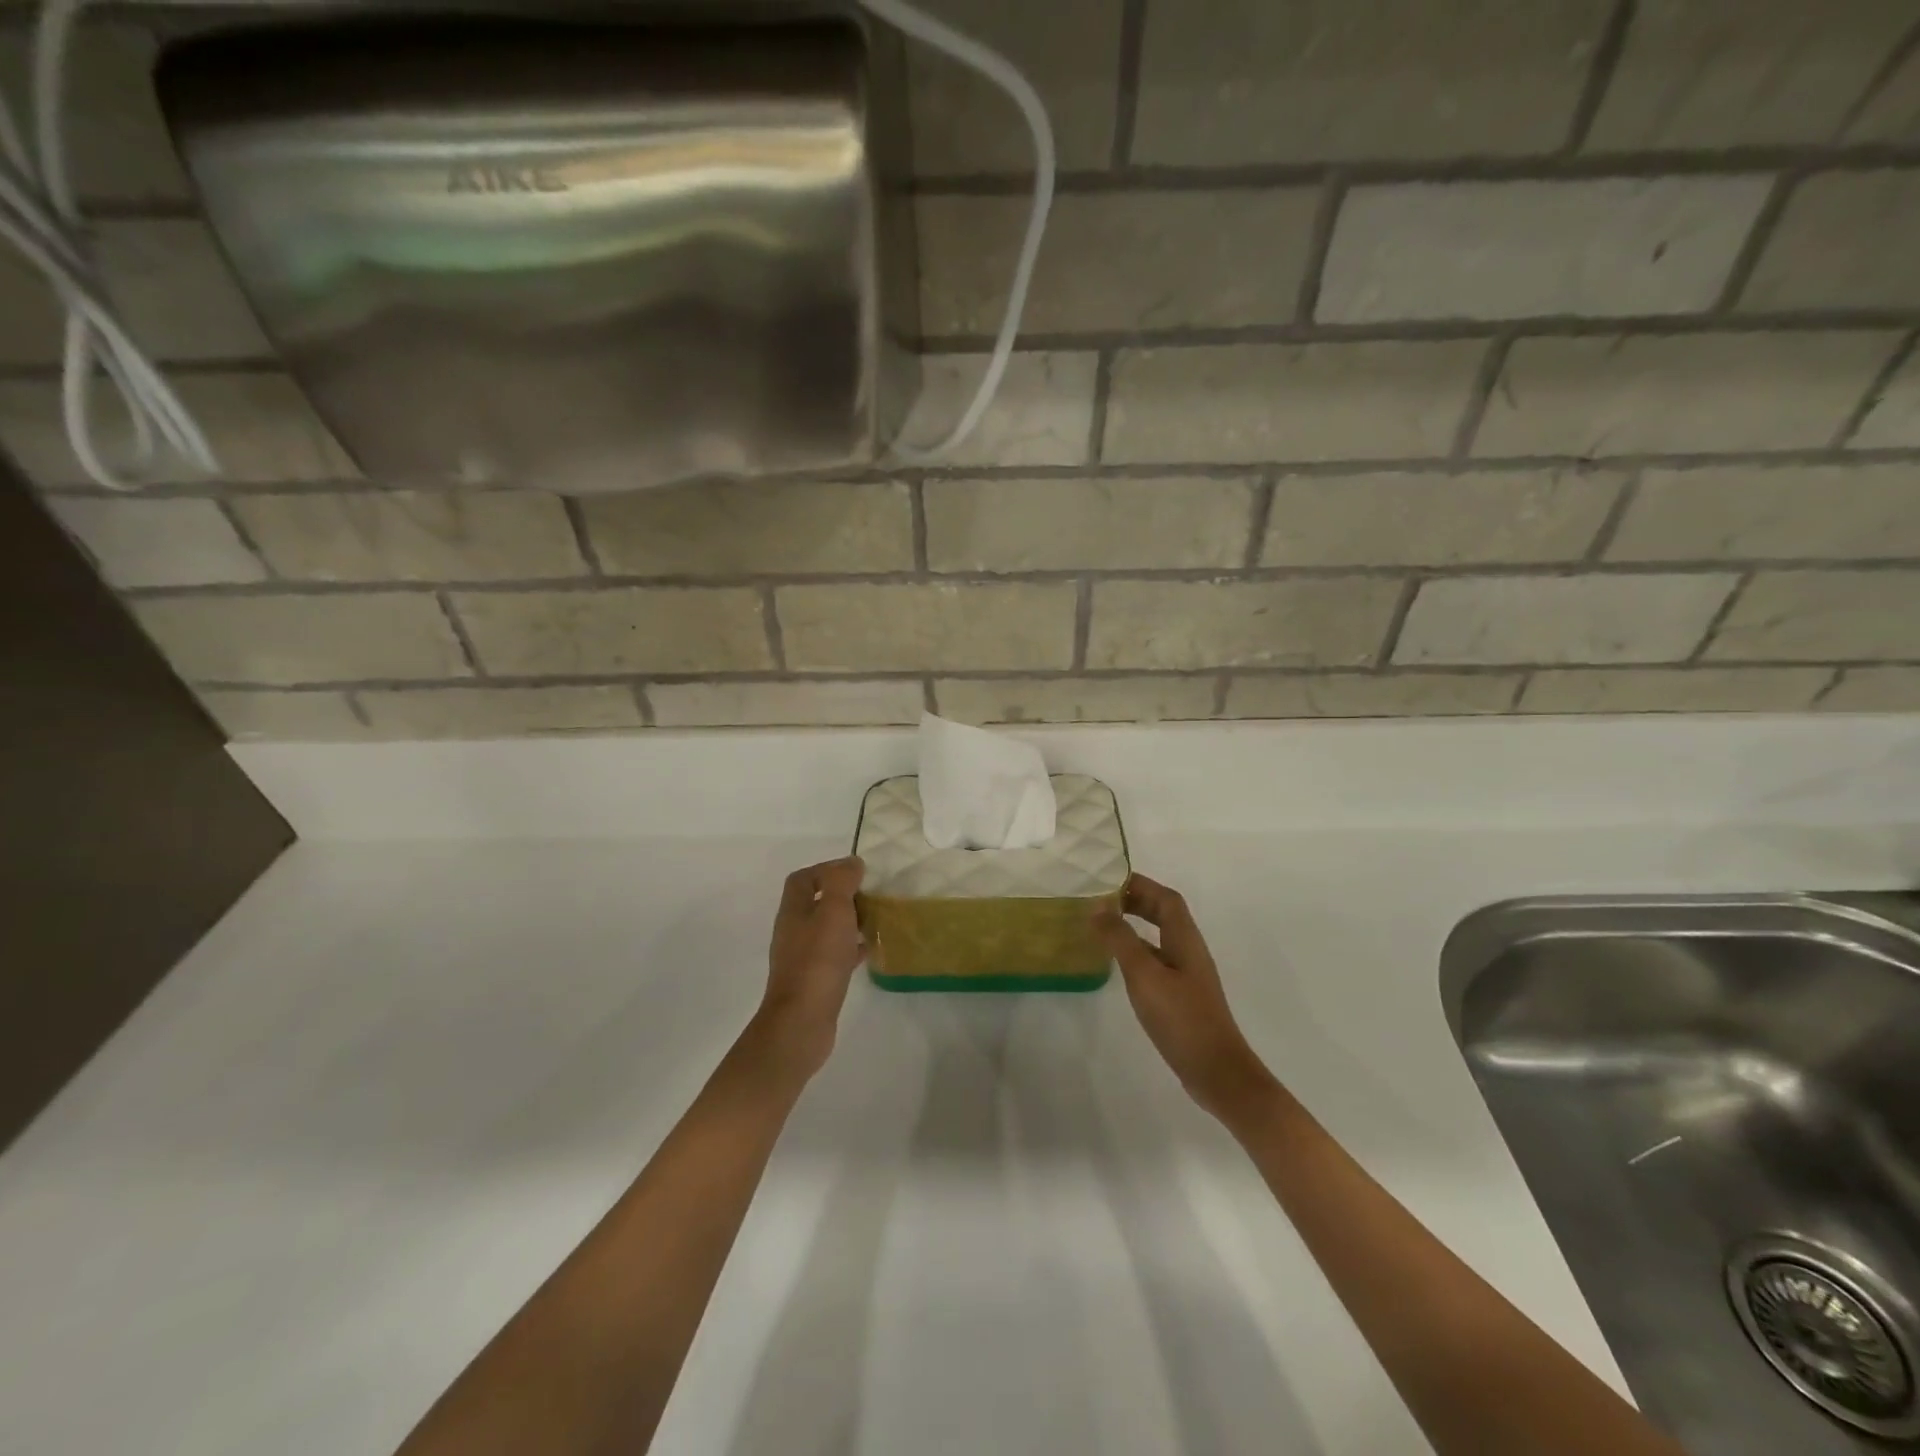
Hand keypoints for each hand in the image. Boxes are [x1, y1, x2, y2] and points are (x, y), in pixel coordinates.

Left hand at [755, 857, 865, 1079]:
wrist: (802, 1021)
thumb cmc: (818, 961)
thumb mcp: (834, 911)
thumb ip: (842, 882)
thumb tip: (851, 862)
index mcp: (794, 910)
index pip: (803, 879)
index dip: (826, 869)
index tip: (856, 872)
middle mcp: (793, 930)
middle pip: (815, 902)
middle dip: (842, 895)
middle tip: (870, 895)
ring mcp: (802, 957)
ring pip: (826, 929)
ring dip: (848, 921)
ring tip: (875, 919)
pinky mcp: (814, 980)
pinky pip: (834, 954)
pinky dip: (851, 947)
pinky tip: (870, 950)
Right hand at [1094, 874, 1277, 1123]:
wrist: (1216, 1071)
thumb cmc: (1181, 1018)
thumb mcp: (1144, 974)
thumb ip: (1120, 938)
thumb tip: (1097, 905)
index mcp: (1185, 939)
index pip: (1166, 898)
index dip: (1140, 884)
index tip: (1108, 881)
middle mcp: (1189, 950)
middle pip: (1165, 914)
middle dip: (1136, 901)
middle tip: (1101, 901)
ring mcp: (1188, 975)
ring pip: (1160, 937)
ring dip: (1135, 925)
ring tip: (1104, 926)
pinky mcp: (1183, 996)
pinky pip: (1158, 960)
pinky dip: (1138, 951)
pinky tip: (1119, 965)